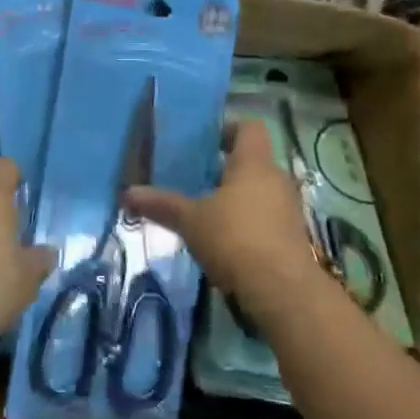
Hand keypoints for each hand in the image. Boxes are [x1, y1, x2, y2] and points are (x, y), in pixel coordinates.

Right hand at [126, 120, 322, 322]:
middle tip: (194, 177)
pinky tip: (224, 240)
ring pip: (259, 190)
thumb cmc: (235, 239)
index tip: (202, 142)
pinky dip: (247, 222)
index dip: (227, 128)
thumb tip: (127, 193)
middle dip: (224, 167)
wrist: (283, 292)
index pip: (248, 127)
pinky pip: (266, 216)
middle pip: (252, 160)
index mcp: (254, 162)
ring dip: (236, 197)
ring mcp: (288, 208)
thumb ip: (162, 204)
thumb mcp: (191, 220)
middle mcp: (275, 178)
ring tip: (205, 210)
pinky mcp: (292, 237)